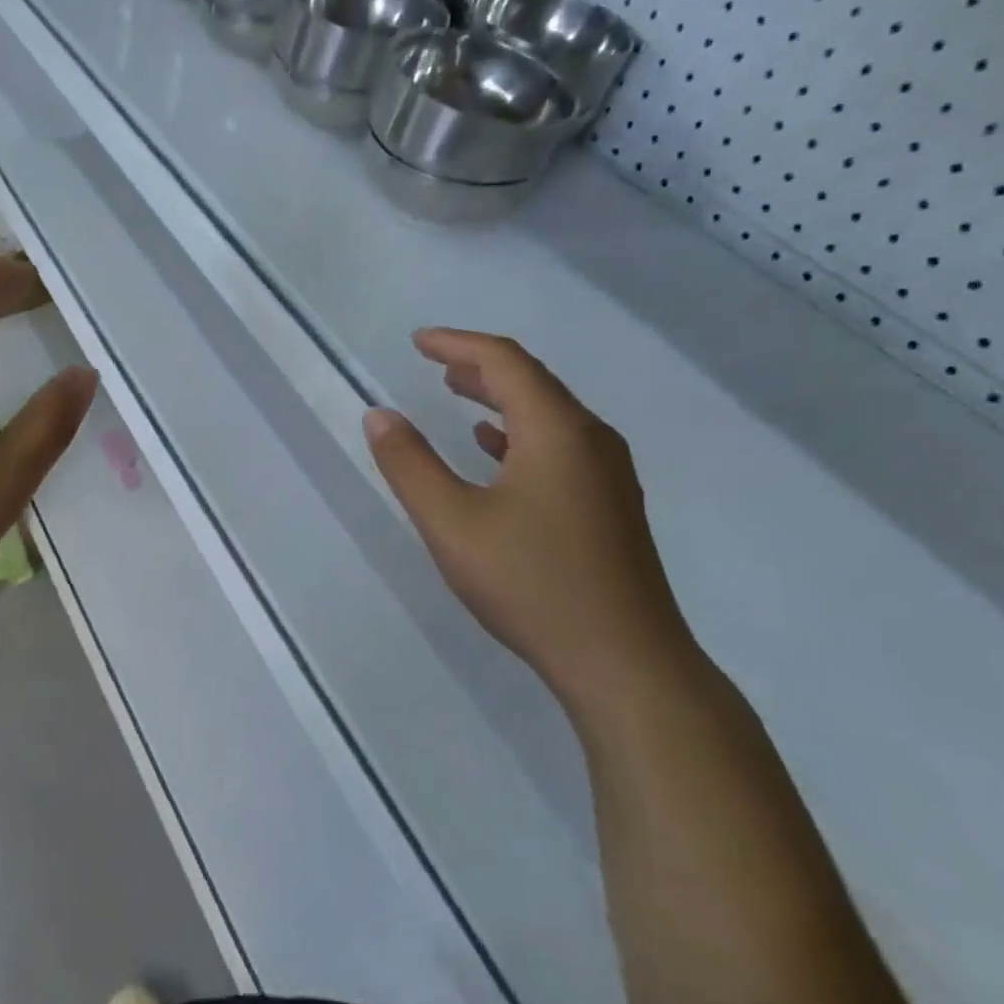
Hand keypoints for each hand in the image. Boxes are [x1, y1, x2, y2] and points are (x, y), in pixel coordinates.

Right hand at [363, 329, 700, 706]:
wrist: (624, 663)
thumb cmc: (531, 584)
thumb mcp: (451, 522)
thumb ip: (410, 464)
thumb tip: (379, 415)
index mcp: (556, 431)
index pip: (505, 362)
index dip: (458, 344)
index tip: (417, 341)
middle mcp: (590, 440)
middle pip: (532, 383)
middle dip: (479, 367)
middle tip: (434, 363)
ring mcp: (607, 475)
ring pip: (548, 415)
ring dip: (500, 398)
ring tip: (458, 394)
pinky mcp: (609, 506)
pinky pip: (559, 446)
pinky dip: (519, 434)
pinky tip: (495, 452)